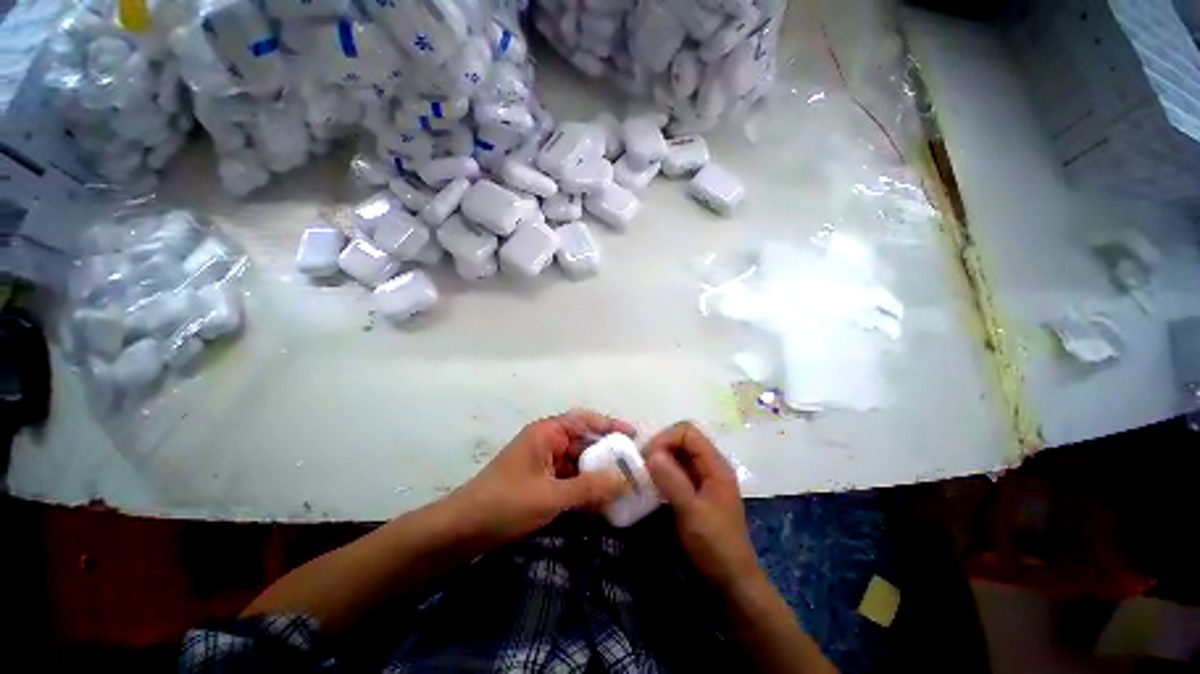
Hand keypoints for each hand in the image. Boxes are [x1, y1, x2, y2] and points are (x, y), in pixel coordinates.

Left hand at [449, 409, 633, 545]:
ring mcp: (543, 462)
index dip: (610, 425)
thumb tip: (625, 479)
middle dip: (607, 454)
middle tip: (633, 467)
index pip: (585, 420)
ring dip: (596, 474)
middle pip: (584, 442)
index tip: (633, 435)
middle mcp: (547, 442)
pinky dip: (583, 488)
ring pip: (577, 462)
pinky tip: (599, 502)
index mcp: (547, 433)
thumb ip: (589, 487)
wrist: (462, 530)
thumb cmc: (506, 503)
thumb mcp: (551, 496)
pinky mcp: (539, 481)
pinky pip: (568, 478)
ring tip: (623, 486)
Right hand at [645, 422, 764, 595]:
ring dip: (658, 461)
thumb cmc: (715, 546)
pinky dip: (661, 473)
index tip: (647, 459)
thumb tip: (651, 453)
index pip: (686, 432)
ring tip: (643, 476)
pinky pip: (675, 471)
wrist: (731, 581)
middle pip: (680, 440)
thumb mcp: (692, 514)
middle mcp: (709, 465)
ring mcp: (702, 478)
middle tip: (641, 468)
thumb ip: (672, 481)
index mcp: (715, 464)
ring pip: (676, 455)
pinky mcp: (695, 491)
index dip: (665, 439)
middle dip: (659, 448)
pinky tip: (651, 487)